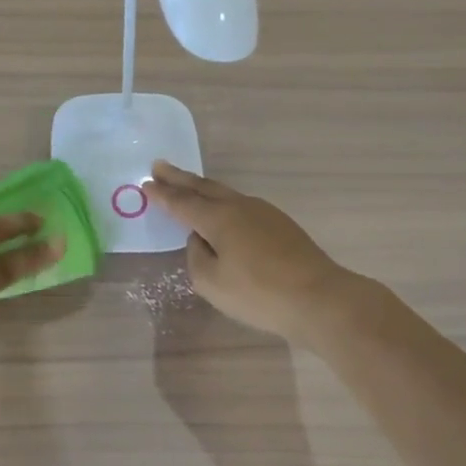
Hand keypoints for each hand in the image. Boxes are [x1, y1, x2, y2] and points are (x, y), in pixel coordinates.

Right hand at [149, 161, 352, 336]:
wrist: (320, 298)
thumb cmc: (259, 294)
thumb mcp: (212, 283)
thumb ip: (197, 257)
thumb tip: (201, 240)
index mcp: (218, 218)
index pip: (182, 203)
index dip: (162, 195)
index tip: (146, 184)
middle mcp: (239, 207)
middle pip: (203, 187)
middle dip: (179, 178)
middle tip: (159, 166)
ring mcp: (263, 213)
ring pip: (225, 193)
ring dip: (202, 187)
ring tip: (187, 185)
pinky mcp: (280, 224)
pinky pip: (241, 205)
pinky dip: (222, 202)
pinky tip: (223, 211)